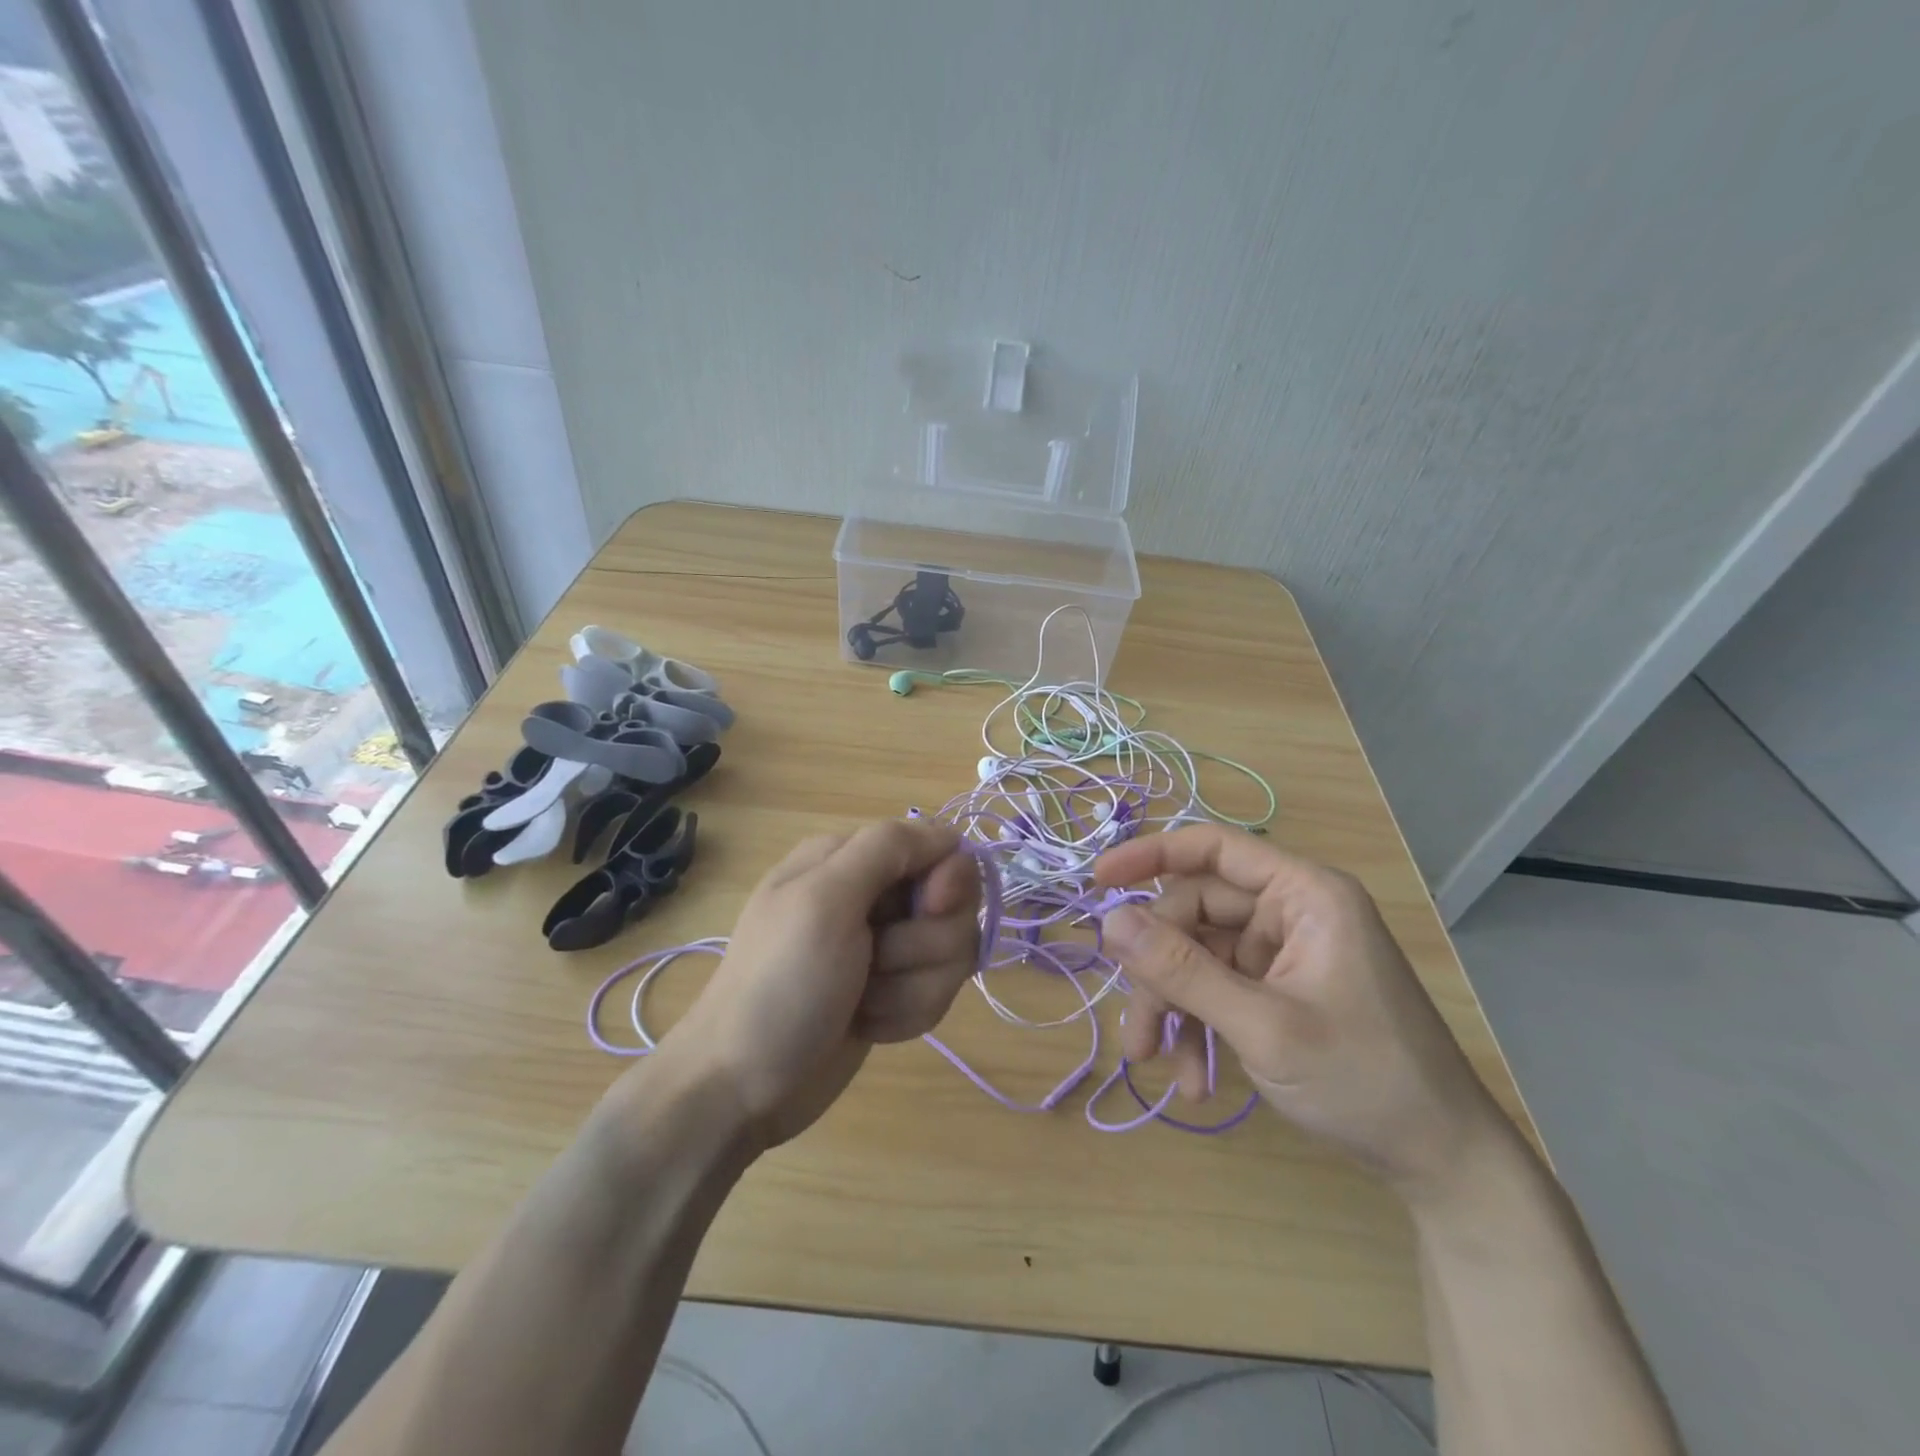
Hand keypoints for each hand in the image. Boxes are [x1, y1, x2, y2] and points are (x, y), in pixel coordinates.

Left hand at [656, 819, 980, 1148]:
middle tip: (875, 963)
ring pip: (951, 953)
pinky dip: (906, 1014)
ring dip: (910, 987)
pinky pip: (937, 992)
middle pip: (954, 905)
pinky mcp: (894, 992)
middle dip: (923, 944)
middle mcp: (874, 896)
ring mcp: (886, 948)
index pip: (941, 848)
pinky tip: (866, 1025)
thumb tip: (950, 836)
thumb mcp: (824, 899)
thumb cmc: (780, 984)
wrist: (742, 1087)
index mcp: (851, 858)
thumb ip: (886, 849)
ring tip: (862, 1002)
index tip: (929, 909)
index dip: (947, 881)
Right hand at [1093, 825, 1506, 1197]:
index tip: (1097, 880)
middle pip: (1196, 913)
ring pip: (1199, 956)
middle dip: (1160, 970)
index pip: (1212, 849)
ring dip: (1174, 1008)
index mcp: (1304, 894)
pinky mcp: (1280, 990)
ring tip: (1157, 1063)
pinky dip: (1199, 1027)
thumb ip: (1182, 970)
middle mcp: (1292, 912)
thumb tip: (1109, 920)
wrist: (1443, 1165)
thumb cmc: (1365, 1080)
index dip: (1150, 856)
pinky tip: (1195, 1078)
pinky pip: (1219, 990)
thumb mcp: (1263, 1026)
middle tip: (1135, 1029)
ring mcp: (1285, 953)